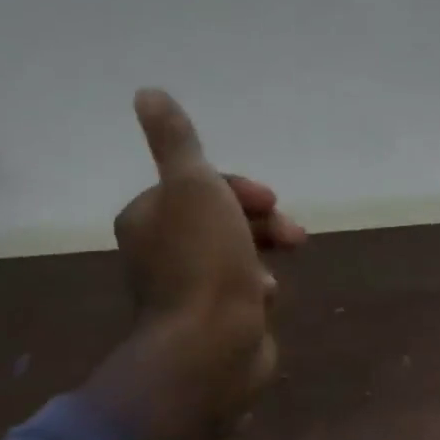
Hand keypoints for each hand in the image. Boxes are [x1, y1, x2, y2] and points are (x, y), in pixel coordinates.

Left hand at [88, 90, 303, 439]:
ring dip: (263, 252)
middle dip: (260, 221)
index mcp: (149, 218)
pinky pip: (242, 288)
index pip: (199, 186)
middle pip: (221, 219)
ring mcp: (187, 290)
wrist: (212, 347)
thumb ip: (176, 141)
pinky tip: (265, 298)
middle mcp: (161, 252)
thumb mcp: (192, 186)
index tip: (270, 199)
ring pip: (236, 253)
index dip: (239, 188)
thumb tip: (147, 92)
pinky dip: (259, 286)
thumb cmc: (203, 262)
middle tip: (292, 233)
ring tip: (278, 271)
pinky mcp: (212, 320)